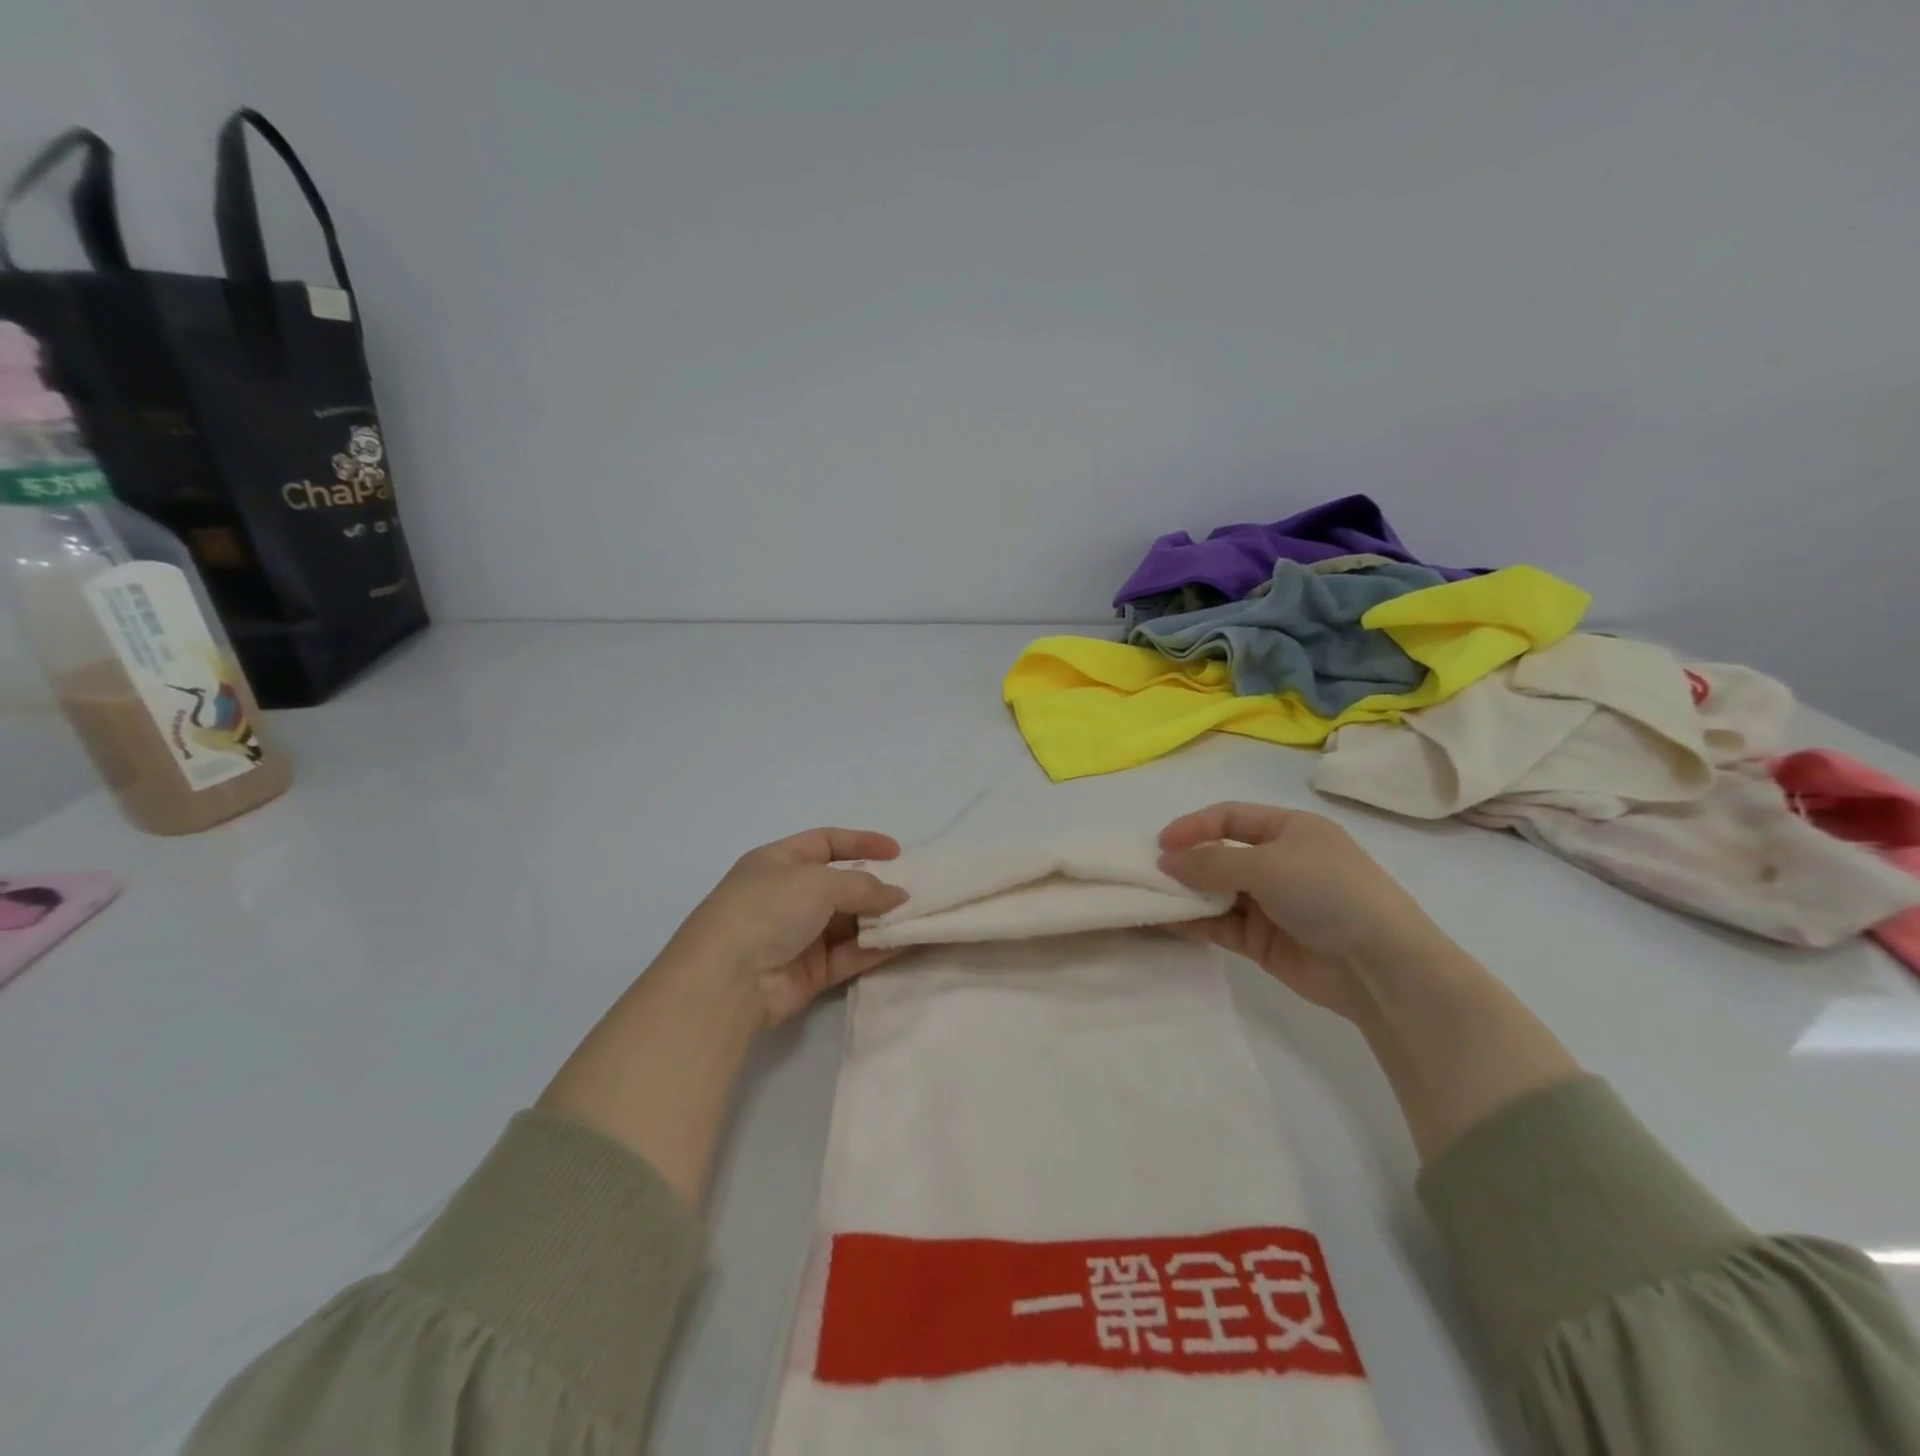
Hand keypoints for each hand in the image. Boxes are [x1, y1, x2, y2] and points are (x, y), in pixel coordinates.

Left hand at [667, 828, 909, 1026]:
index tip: (897, 851)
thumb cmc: (767, 910)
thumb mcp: (817, 882)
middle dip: (876, 886)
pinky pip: (850, 954)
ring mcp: (798, 935)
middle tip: (914, 888)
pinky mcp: (810, 972)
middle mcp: (788, 896)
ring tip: (918, 915)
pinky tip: (906, 942)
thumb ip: (863, 886)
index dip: (861, 843)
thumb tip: (899, 896)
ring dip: (881, 919)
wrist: (727, 981)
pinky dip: (876, 948)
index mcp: (778, 862)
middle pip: (841, 884)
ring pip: (849, 922)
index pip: (826, 842)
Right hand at [1157, 802, 1446, 1022]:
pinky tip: (1166, 923)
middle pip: (1220, 855)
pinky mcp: (1264, 941)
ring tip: (1150, 898)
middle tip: (1149, 874)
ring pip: (1217, 892)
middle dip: (1186, 862)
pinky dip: (1195, 922)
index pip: (1231, 817)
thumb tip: (1165, 862)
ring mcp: (1272, 903)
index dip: (1194, 826)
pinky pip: (1221, 925)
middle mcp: (1280, 862)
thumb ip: (1211, 862)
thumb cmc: (1328, 893)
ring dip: (1186, 894)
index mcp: (1290, 830)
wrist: (1380, 966)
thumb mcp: (1267, 865)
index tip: (1160, 844)